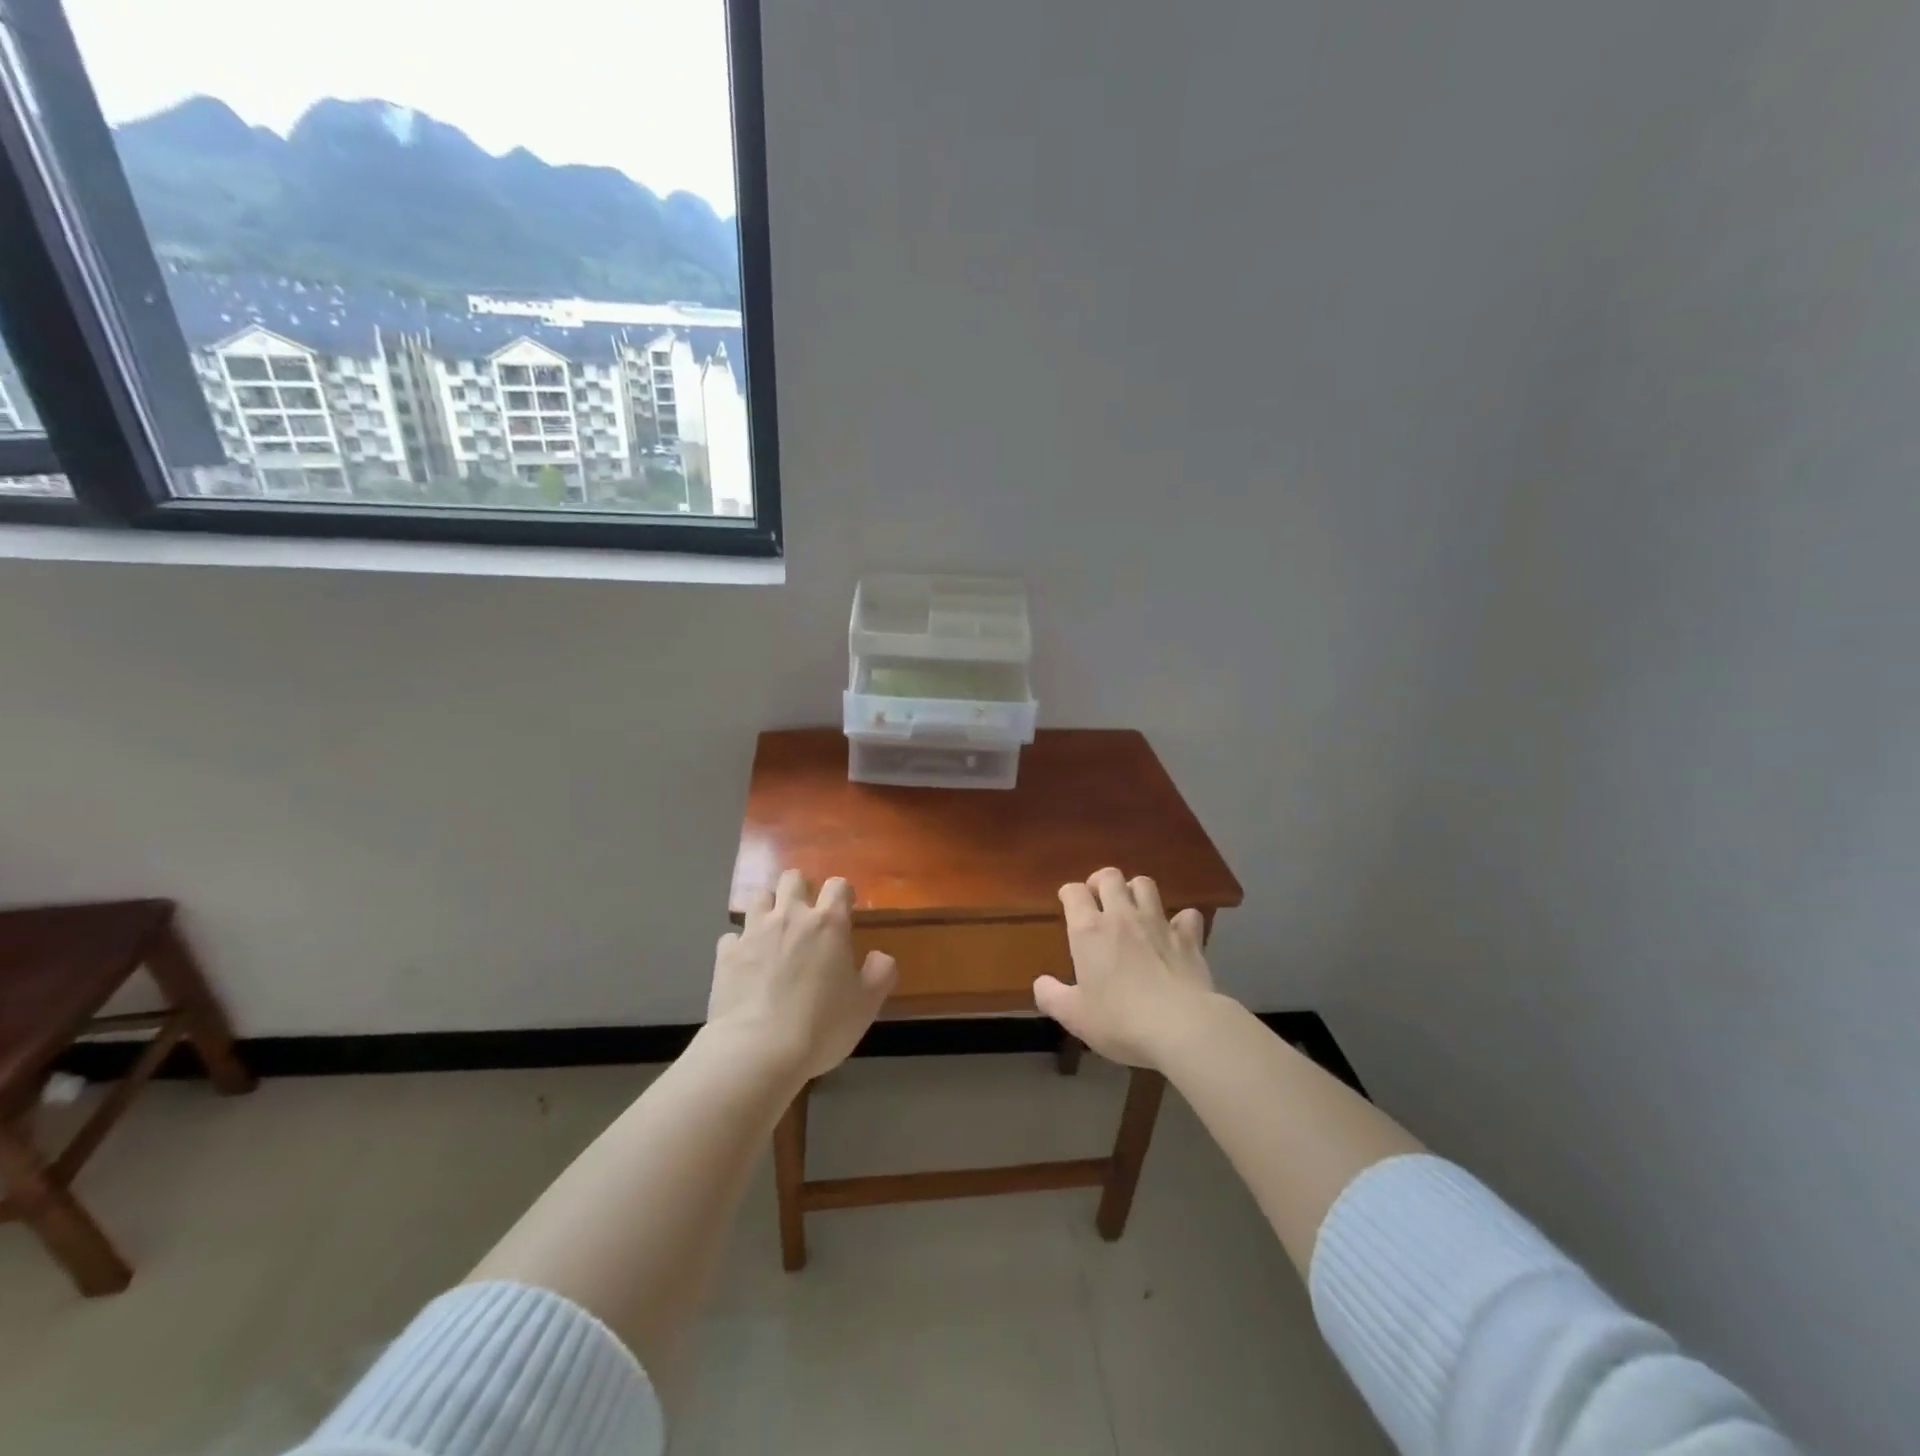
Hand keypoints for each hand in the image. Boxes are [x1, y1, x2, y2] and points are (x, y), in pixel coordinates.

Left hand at [710, 869, 897, 1081]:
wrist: (758, 1051)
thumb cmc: (822, 1025)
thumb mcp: (867, 1004)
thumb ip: (880, 972)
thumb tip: (880, 956)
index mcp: (828, 923)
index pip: (838, 885)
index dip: (843, 894)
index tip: (845, 911)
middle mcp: (790, 916)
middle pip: (793, 878)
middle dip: (801, 889)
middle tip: (807, 916)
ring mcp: (754, 932)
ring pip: (759, 898)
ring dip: (769, 909)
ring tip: (775, 933)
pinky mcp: (726, 954)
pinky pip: (732, 936)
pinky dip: (741, 945)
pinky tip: (747, 964)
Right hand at [1034, 868, 1214, 1069]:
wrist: (1181, 1026)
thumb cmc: (1120, 1020)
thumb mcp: (1075, 1016)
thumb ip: (1052, 997)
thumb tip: (1040, 984)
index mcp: (1089, 931)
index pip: (1074, 892)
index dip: (1069, 893)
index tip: (1068, 903)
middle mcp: (1122, 917)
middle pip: (1110, 877)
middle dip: (1101, 881)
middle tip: (1099, 899)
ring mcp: (1158, 923)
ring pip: (1145, 885)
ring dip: (1136, 891)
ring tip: (1133, 907)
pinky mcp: (1189, 938)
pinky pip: (1187, 915)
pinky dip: (1181, 920)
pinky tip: (1176, 933)